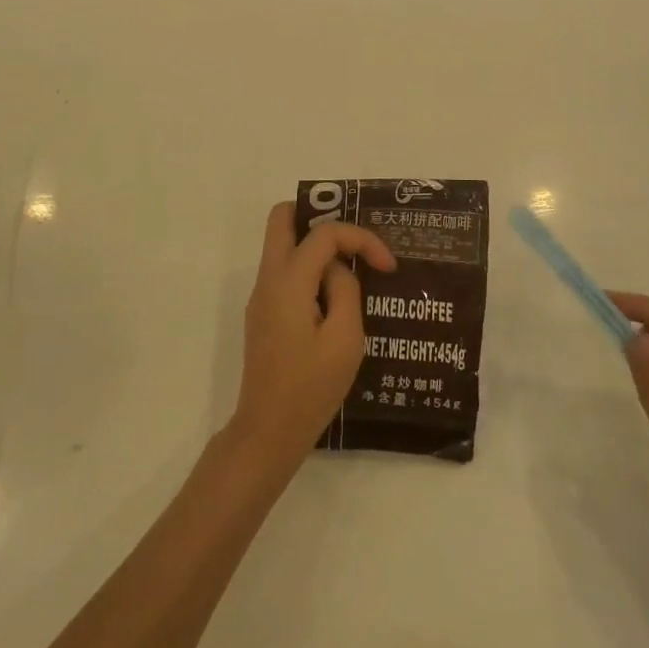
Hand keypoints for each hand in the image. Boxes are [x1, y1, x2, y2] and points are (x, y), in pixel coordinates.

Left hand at [227, 203, 395, 468]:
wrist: (268, 430)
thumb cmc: (311, 387)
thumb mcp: (345, 339)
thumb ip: (346, 291)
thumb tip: (338, 269)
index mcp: (288, 281)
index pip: (323, 233)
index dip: (360, 238)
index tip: (387, 266)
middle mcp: (268, 279)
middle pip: (282, 218)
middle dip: (320, 217)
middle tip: (354, 243)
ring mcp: (261, 297)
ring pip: (282, 244)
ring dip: (316, 247)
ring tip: (353, 269)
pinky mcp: (263, 314)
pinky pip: (285, 272)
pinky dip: (309, 270)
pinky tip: (336, 297)